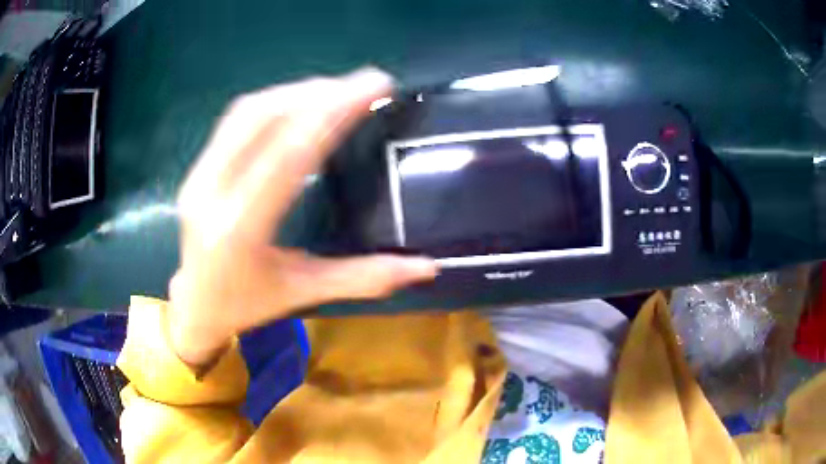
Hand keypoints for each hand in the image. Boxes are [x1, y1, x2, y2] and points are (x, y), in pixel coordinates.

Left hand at [168, 69, 437, 366]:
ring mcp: (199, 175)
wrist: (195, 307)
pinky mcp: (196, 168)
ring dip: (297, 91)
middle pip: (265, 118)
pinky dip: (274, 101)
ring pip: (249, 111)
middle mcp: (212, 192)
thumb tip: (428, 267)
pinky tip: (301, 101)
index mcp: (241, 229)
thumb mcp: (305, 293)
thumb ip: (364, 278)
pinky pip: (236, 120)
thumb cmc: (247, 306)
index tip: (374, 87)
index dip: (333, 113)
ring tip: (339, 89)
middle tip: (366, 83)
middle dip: (320, 93)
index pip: (290, 154)